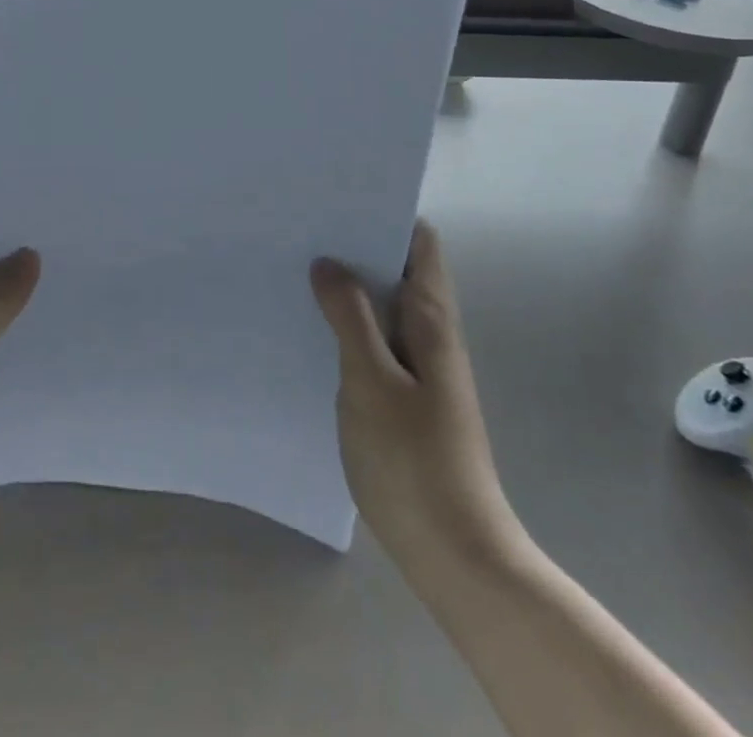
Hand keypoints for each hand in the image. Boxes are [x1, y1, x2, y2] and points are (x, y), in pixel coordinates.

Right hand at [311, 224, 516, 574]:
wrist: (455, 553)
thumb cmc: (414, 461)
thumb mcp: (371, 382)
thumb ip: (350, 318)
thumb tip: (328, 262)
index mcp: (431, 319)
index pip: (419, 243)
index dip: (385, 214)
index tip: (338, 200)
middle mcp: (431, 334)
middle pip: (397, 269)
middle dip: (356, 246)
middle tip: (303, 228)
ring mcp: (420, 366)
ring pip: (383, 306)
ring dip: (349, 287)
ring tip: (297, 268)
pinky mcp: (405, 396)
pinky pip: (375, 341)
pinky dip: (348, 325)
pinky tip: (310, 328)